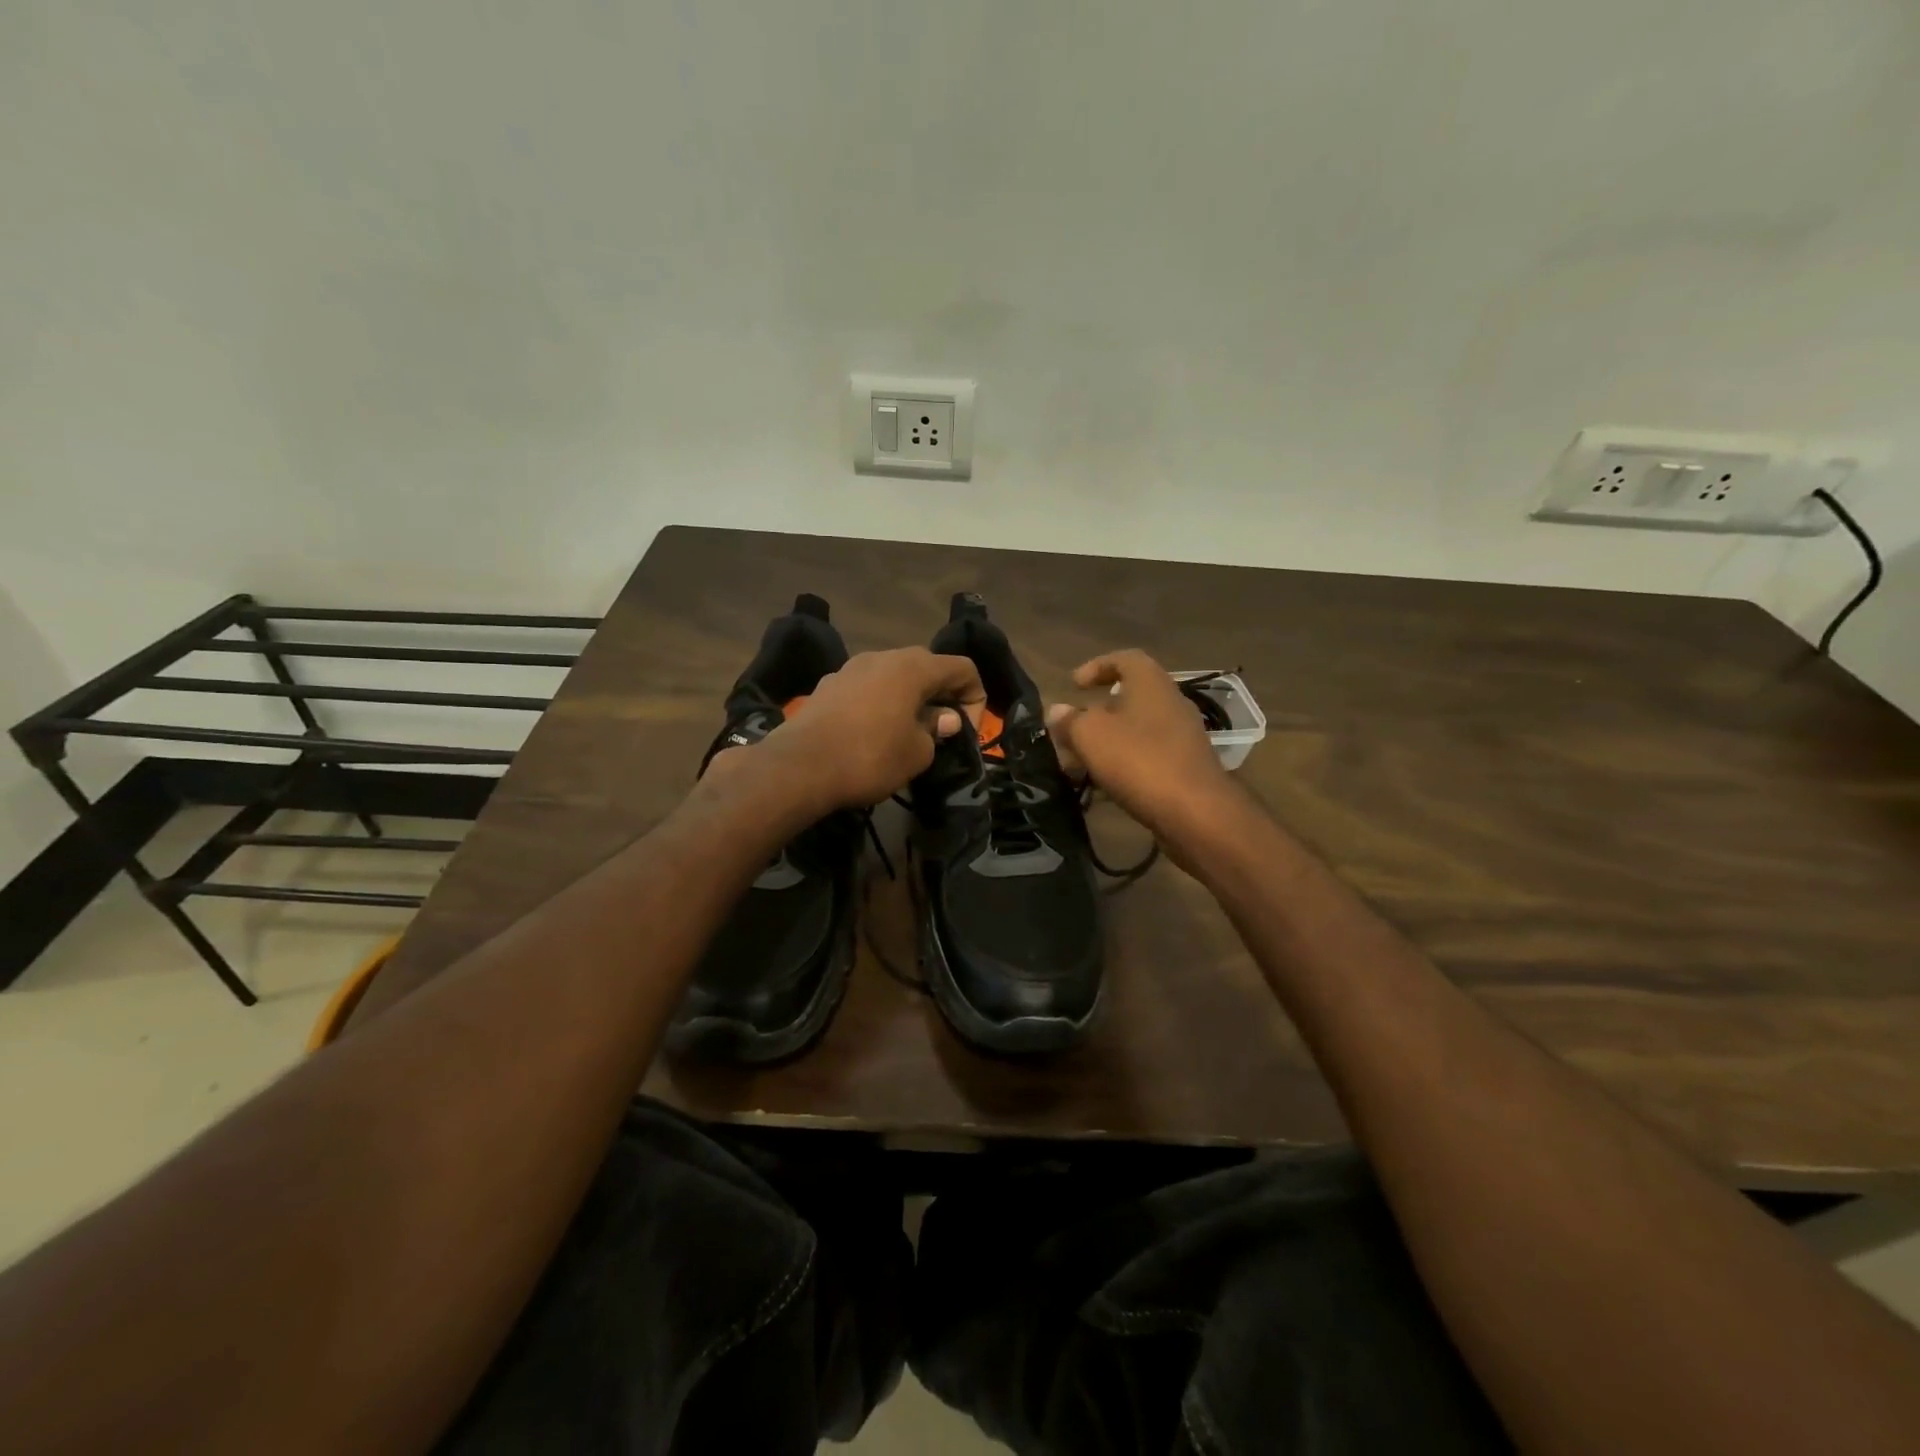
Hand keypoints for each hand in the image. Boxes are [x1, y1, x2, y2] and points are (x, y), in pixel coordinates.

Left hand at [741, 647, 984, 812]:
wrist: (798, 767)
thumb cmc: (870, 757)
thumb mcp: (917, 753)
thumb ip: (936, 730)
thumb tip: (943, 718)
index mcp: (913, 666)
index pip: (963, 668)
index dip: (976, 699)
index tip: (965, 733)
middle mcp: (883, 657)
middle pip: (928, 667)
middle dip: (942, 696)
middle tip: (940, 732)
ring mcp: (851, 668)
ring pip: (894, 677)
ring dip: (909, 700)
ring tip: (906, 734)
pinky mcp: (827, 686)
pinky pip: (867, 689)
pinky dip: (880, 705)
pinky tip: (871, 735)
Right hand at [1046, 650, 1242, 848]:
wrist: (1195, 812)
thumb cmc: (1139, 760)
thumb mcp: (1090, 736)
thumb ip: (1070, 720)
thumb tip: (1057, 711)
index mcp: (1151, 683)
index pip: (1125, 659)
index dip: (1097, 666)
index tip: (1073, 685)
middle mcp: (1171, 703)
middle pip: (1130, 697)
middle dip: (1096, 713)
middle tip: (1071, 731)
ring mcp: (1182, 736)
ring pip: (1136, 730)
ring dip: (1107, 742)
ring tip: (1079, 764)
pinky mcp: (1186, 767)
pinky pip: (1147, 755)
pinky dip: (1124, 764)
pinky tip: (1104, 786)